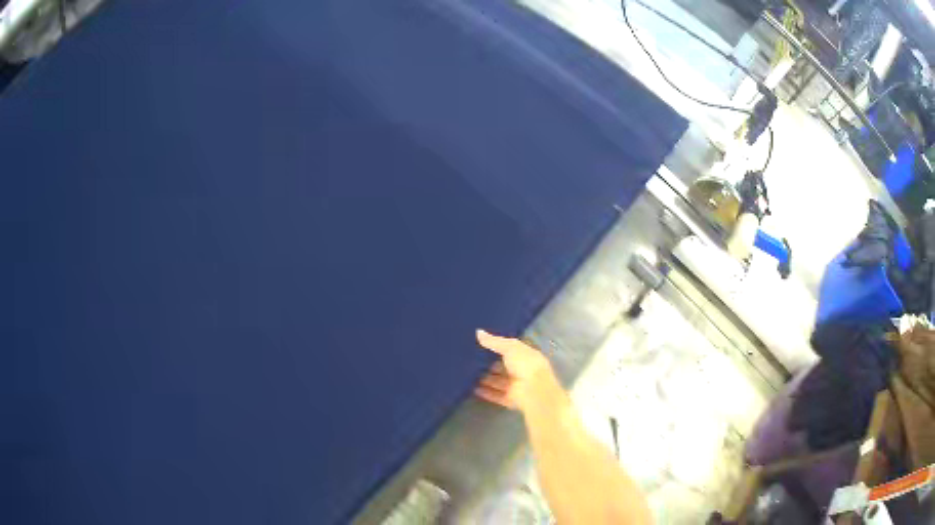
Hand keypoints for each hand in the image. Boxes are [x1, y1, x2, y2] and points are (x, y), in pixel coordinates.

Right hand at [474, 329, 561, 412]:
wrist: (534, 390)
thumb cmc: (525, 364)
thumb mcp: (510, 347)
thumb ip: (494, 341)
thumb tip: (478, 332)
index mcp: (525, 356)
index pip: (510, 350)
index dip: (497, 348)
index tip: (480, 345)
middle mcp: (521, 371)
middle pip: (502, 367)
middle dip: (488, 365)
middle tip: (470, 361)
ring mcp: (516, 386)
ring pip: (498, 382)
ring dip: (485, 379)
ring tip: (467, 375)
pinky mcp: (510, 399)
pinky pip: (495, 395)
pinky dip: (485, 393)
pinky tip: (472, 389)